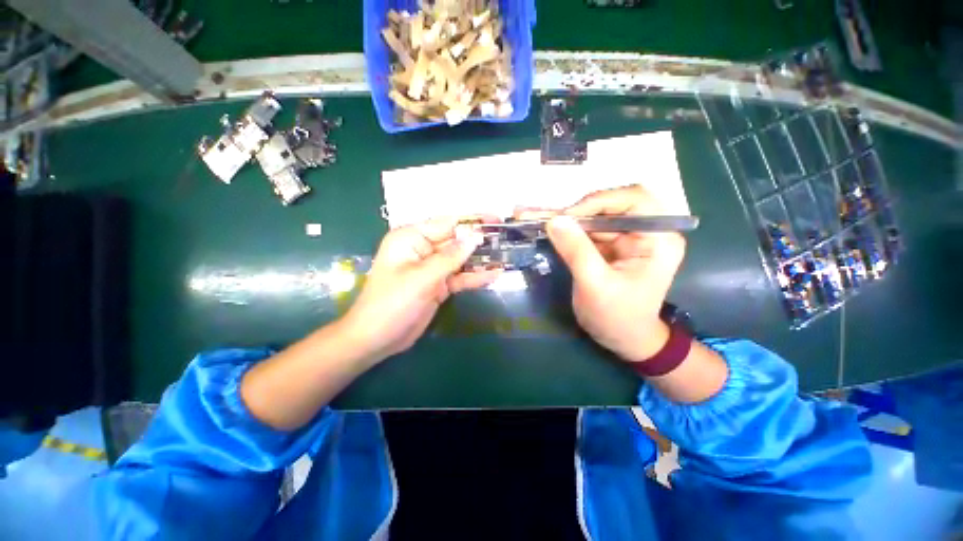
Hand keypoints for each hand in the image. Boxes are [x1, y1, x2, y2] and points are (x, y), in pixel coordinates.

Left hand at [341, 218, 500, 361]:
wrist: (377, 339)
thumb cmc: (392, 303)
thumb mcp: (422, 277)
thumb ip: (450, 257)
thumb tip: (476, 236)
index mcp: (411, 238)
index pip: (447, 224)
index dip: (472, 221)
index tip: (496, 220)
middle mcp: (422, 249)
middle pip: (456, 240)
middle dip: (480, 240)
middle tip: (507, 239)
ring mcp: (431, 268)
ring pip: (460, 259)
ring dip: (480, 259)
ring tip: (505, 255)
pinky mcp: (438, 285)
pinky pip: (459, 277)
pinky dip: (475, 277)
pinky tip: (495, 274)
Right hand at [533, 185, 685, 361]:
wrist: (623, 339)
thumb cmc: (618, 317)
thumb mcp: (596, 286)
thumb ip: (577, 251)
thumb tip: (554, 220)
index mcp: (658, 238)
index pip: (634, 199)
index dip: (599, 201)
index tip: (567, 217)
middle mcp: (645, 231)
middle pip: (609, 205)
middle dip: (574, 210)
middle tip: (543, 218)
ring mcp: (625, 237)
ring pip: (592, 216)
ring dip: (562, 218)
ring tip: (529, 216)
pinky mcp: (608, 245)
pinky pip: (584, 230)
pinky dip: (562, 229)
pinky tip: (539, 223)